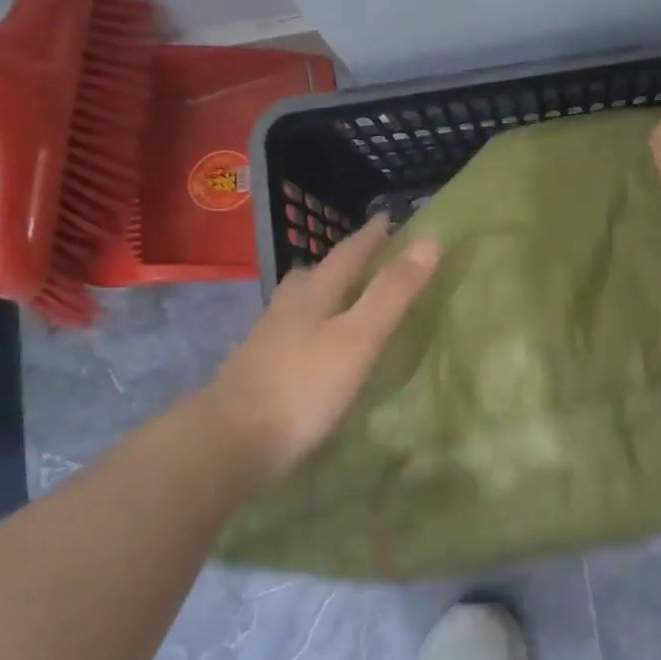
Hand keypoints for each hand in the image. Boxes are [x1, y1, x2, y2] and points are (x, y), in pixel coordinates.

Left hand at [195, 215, 439, 482]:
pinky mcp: (258, 372)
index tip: (387, 217)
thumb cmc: (303, 386)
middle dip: (339, 262)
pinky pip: (288, 334)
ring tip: (336, 296)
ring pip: (296, 304)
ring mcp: (267, 342)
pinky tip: (312, 347)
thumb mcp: (360, 337)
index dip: (371, 237)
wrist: (230, 441)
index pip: (347, 255)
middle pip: (314, 275)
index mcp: (314, 296)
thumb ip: (393, 293)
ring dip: (318, 293)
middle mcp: (287, 310)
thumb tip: (430, 241)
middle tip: (361, 256)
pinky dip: (307, 328)